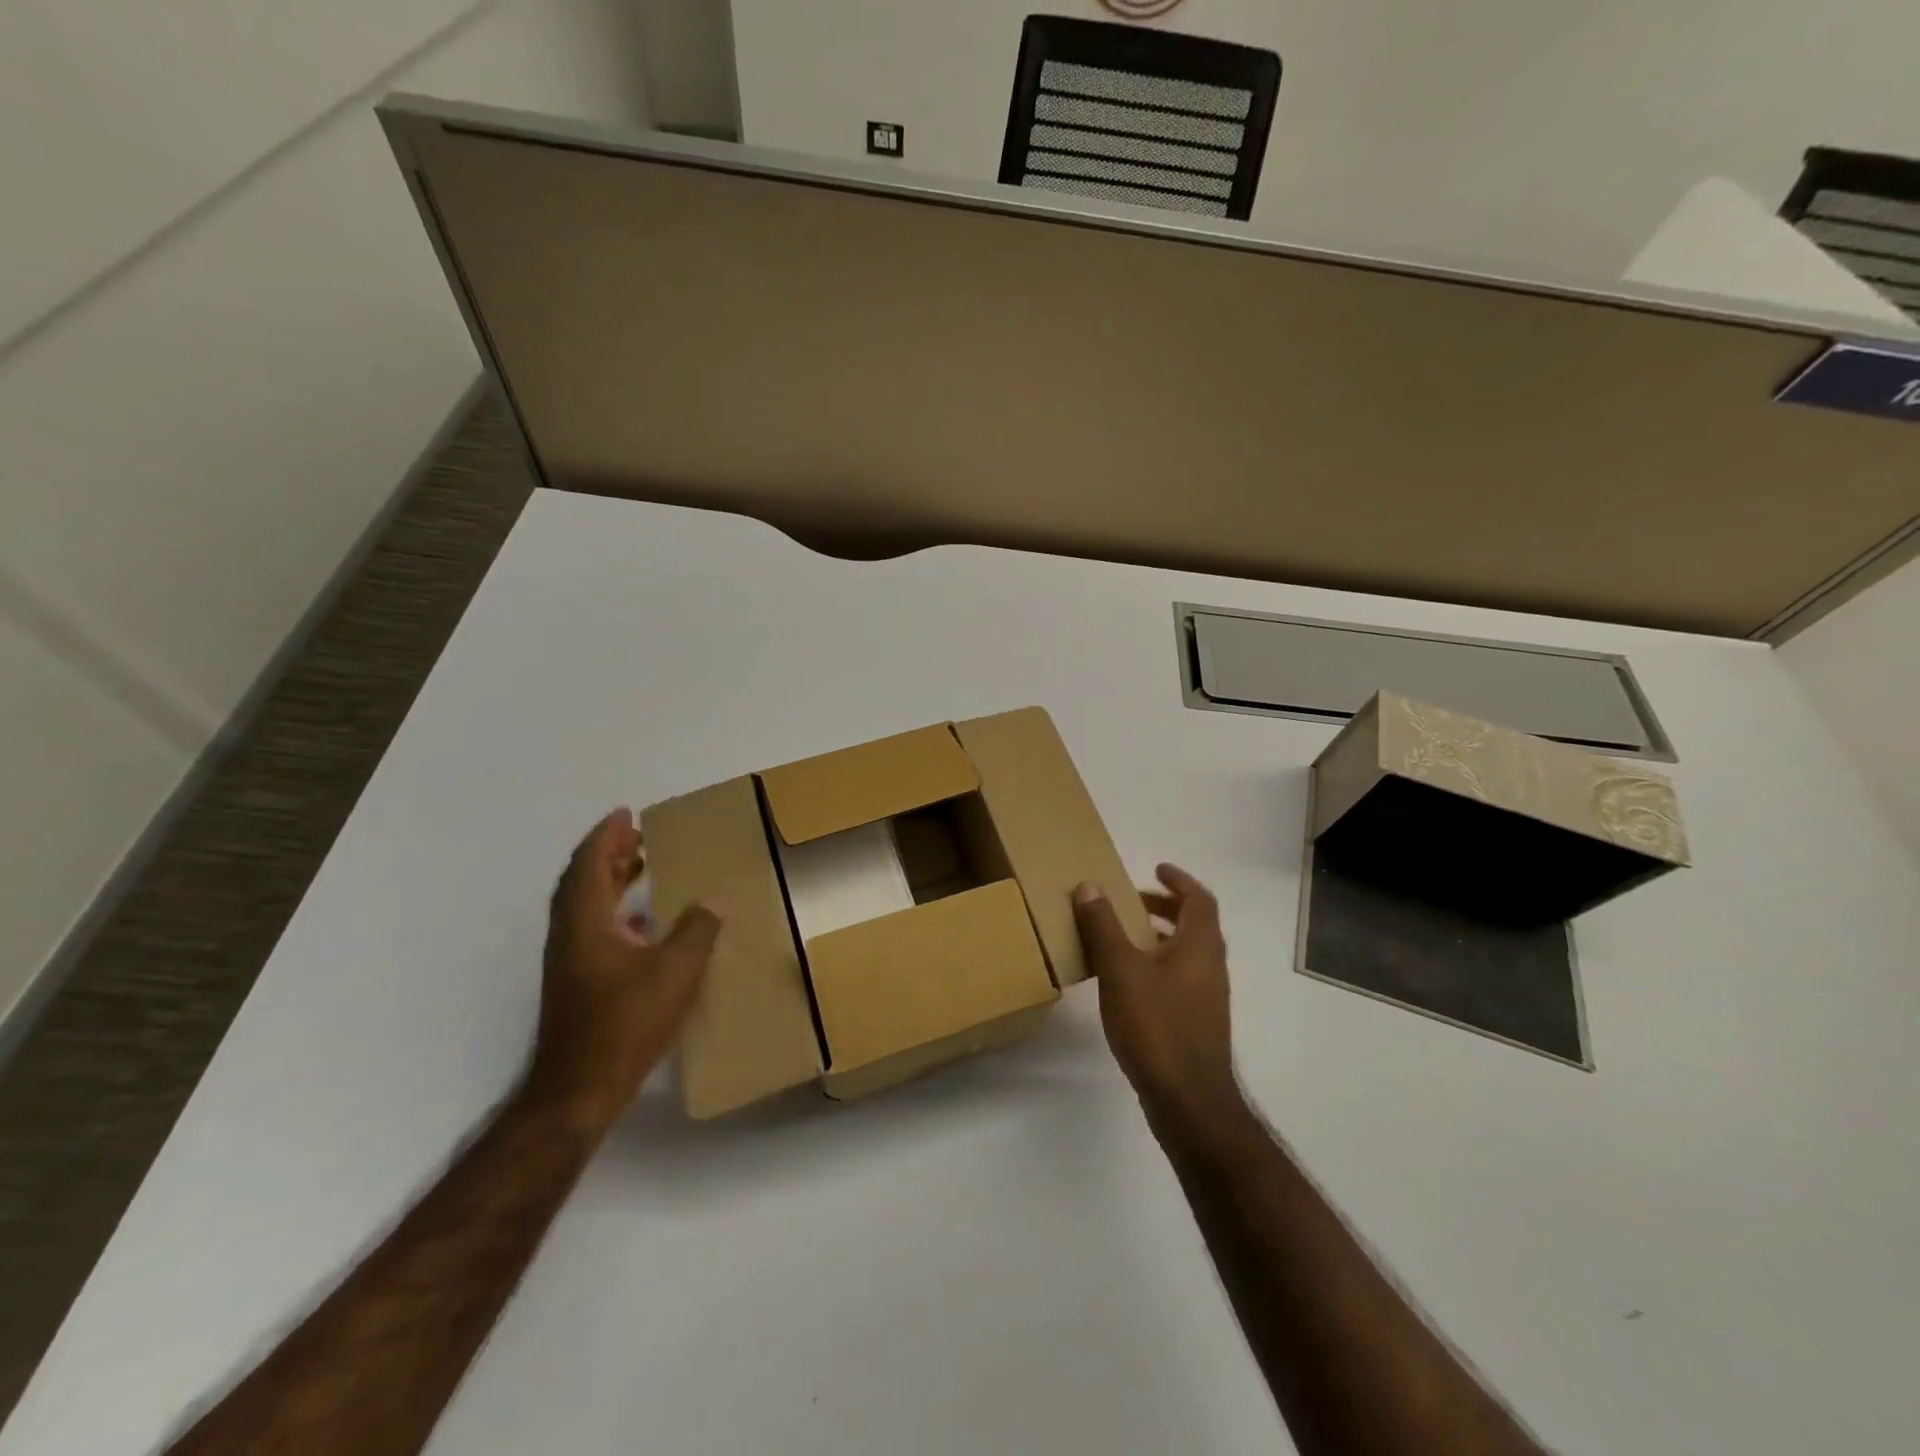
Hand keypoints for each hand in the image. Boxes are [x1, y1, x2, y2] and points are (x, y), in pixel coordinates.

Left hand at [527, 809, 719, 1131]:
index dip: (607, 835)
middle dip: (609, 854)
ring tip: (643, 868)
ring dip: (611, 881)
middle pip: (583, 881)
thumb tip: (708, 905)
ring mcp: (570, 962)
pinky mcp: (577, 984)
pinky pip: (593, 929)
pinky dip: (615, 912)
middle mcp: (570, 935)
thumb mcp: (675, 970)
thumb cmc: (625, 1022)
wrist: (579, 1090)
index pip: (589, 864)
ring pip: (586, 906)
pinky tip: (645, 924)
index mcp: (585, 922)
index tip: (626, 813)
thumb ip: (696, 930)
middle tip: (639, 836)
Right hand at [1073, 864, 1245, 1136]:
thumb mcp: (1121, 969)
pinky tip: (1127, 982)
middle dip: (1163, 908)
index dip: (1179, 880)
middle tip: (1131, 901)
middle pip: (1194, 924)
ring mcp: (1206, 998)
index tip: (1155, 869)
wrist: (1188, 1100)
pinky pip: (1179, 978)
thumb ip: (1103, 926)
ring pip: (1186, 953)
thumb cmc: (1156, 1025)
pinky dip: (1157, 965)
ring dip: (1158, 937)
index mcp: (1200, 946)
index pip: (1199, 899)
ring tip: (1121, 938)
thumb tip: (1089, 886)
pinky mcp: (1196, 1023)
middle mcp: (1210, 966)